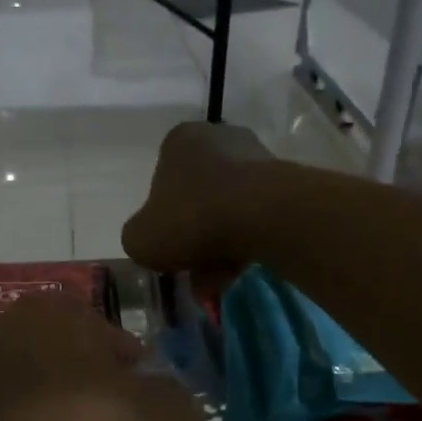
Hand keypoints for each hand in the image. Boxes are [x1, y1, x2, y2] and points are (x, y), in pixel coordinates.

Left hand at [0, 295, 193, 420]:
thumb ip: (172, 394)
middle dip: (94, 388)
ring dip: (65, 420)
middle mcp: (0, 337)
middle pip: (65, 361)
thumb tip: (162, 395)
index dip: (128, 361)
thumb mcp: (163, 412)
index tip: (145, 393)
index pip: (99, 326)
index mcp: (46, 311)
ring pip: (39, 398)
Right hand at [121, 121, 276, 276]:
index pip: (162, 180)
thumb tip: (150, 241)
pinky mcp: (284, 182)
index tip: (167, 246)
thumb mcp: (140, 239)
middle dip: (194, 239)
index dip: (162, 219)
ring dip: (219, 248)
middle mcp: (218, 138)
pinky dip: (245, 244)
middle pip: (198, 198)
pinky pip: (255, 218)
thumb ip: (137, 238)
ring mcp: (255, 157)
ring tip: (216, 282)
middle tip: (193, 272)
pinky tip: (239, 272)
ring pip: (227, 211)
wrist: (263, 215)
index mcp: (179, 141)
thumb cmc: (192, 218)